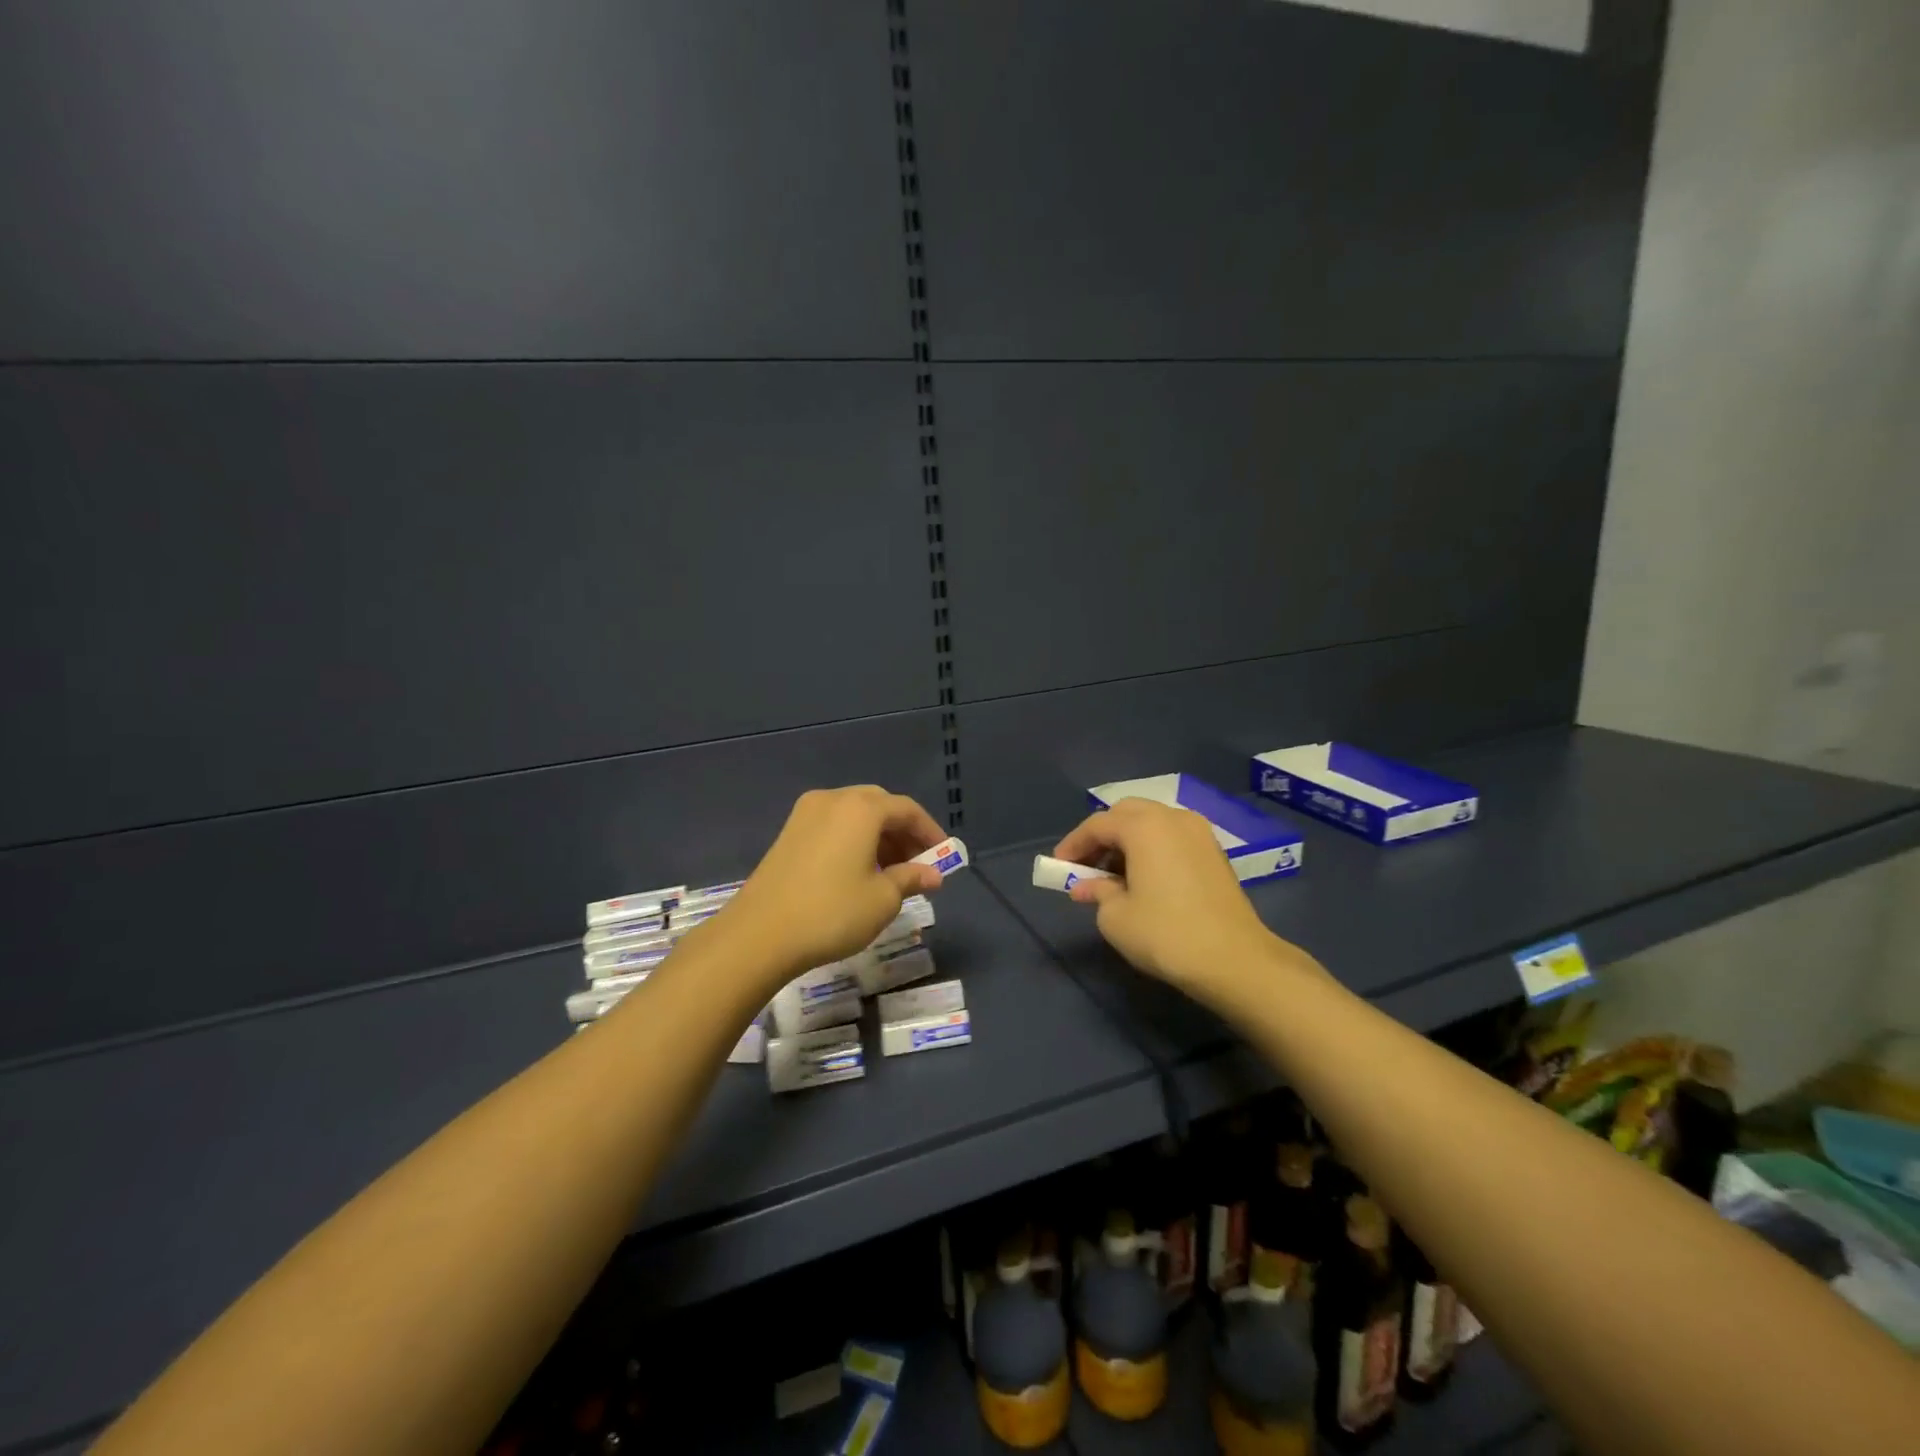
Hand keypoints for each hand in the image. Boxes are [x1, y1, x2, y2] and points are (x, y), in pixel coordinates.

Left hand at [715, 786, 947, 986]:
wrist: (759, 934)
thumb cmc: (832, 912)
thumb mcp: (883, 899)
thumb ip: (912, 878)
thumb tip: (933, 874)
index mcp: (861, 808)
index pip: (907, 810)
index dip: (930, 832)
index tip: (944, 857)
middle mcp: (833, 799)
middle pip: (880, 806)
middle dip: (903, 833)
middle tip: (918, 865)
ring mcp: (806, 814)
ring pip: (855, 816)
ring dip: (879, 838)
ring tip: (892, 873)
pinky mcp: (789, 833)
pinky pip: (834, 826)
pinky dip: (854, 841)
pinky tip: (860, 872)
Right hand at [1052, 798, 1304, 999]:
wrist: (1235, 960)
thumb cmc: (1166, 934)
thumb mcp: (1116, 918)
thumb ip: (1097, 892)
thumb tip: (1089, 886)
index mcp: (1144, 826)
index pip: (1097, 825)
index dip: (1073, 844)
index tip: (1058, 867)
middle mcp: (1173, 818)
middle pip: (1126, 814)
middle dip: (1102, 836)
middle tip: (1086, 866)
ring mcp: (1199, 833)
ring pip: (1152, 823)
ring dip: (1127, 841)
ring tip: (1113, 875)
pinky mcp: (1215, 852)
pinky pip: (1172, 837)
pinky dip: (1151, 848)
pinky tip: (1143, 878)